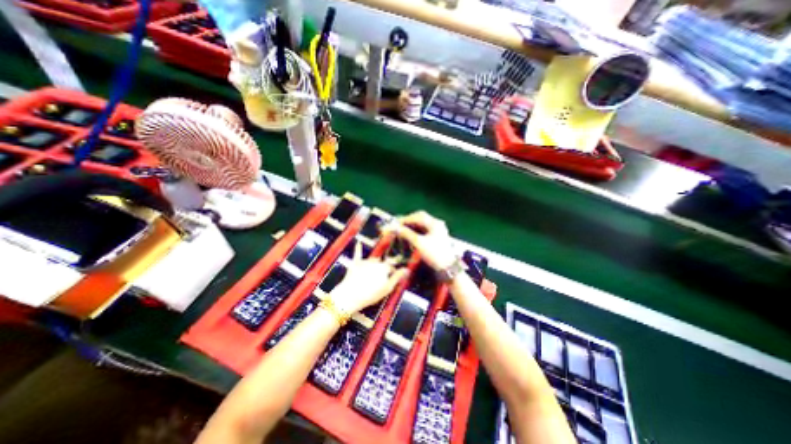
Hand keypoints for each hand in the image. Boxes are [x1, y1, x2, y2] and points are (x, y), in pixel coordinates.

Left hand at [331, 243, 410, 315]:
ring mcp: (365, 261)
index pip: (391, 268)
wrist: (350, 295)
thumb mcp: (387, 288)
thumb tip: (406, 270)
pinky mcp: (355, 263)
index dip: (392, 274)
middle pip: (382, 263)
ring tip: (373, 274)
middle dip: (384, 269)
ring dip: (375, 264)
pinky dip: (358, 248)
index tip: (392, 280)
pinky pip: (357, 254)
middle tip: (381, 279)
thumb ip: (397, 277)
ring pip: (373, 260)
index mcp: (384, 267)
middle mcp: (376, 261)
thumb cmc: (370, 294)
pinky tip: (358, 242)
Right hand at [385, 210, 454, 270]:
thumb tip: (394, 227)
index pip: (417, 216)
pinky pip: (424, 231)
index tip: (395, 224)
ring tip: (402, 231)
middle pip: (420, 219)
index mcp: (435, 223)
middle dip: (408, 222)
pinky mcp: (437, 237)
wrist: (448, 268)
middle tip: (398, 226)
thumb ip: (406, 233)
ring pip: (422, 225)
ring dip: (412, 227)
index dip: (405, 219)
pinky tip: (410, 236)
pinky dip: (416, 232)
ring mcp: (438, 231)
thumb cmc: (434, 255)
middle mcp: (437, 224)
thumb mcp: (419, 243)